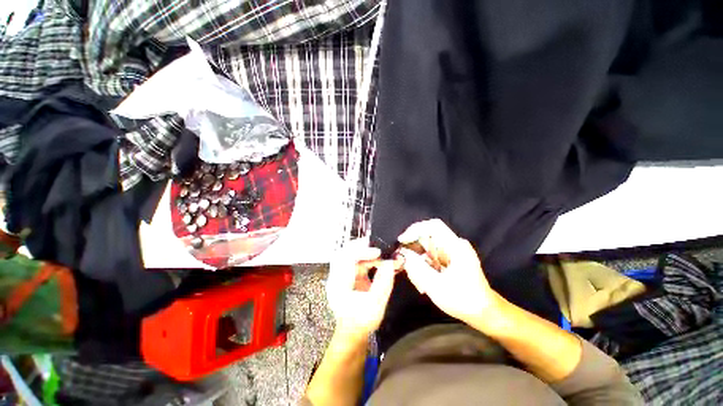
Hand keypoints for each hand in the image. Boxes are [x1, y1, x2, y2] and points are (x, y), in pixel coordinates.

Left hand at [326, 239, 396, 341]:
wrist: (352, 333)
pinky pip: (355, 261)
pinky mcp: (348, 275)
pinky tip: (378, 260)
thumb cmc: (362, 322)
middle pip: (343, 252)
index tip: (378, 252)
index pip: (346, 259)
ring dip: (364, 251)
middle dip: (360, 246)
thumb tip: (390, 263)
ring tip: (380, 252)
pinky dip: (367, 258)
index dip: (362, 252)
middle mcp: (336, 276)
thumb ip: (383, 283)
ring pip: (349, 254)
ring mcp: (341, 275)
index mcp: (339, 285)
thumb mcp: (375, 305)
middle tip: (376, 244)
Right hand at [398, 219, 502, 330]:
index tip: (402, 241)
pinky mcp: (450, 259)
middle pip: (427, 237)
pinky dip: (423, 265)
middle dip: (413, 249)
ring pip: (427, 247)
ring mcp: (453, 252)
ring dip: (417, 260)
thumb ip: (417, 268)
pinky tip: (423, 280)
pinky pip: (431, 256)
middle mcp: (455, 245)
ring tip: (417, 279)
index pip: (432, 226)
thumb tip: (403, 253)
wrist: (485, 313)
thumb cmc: (463, 300)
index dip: (415, 229)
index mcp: (456, 247)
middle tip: (405, 265)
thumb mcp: (436, 286)